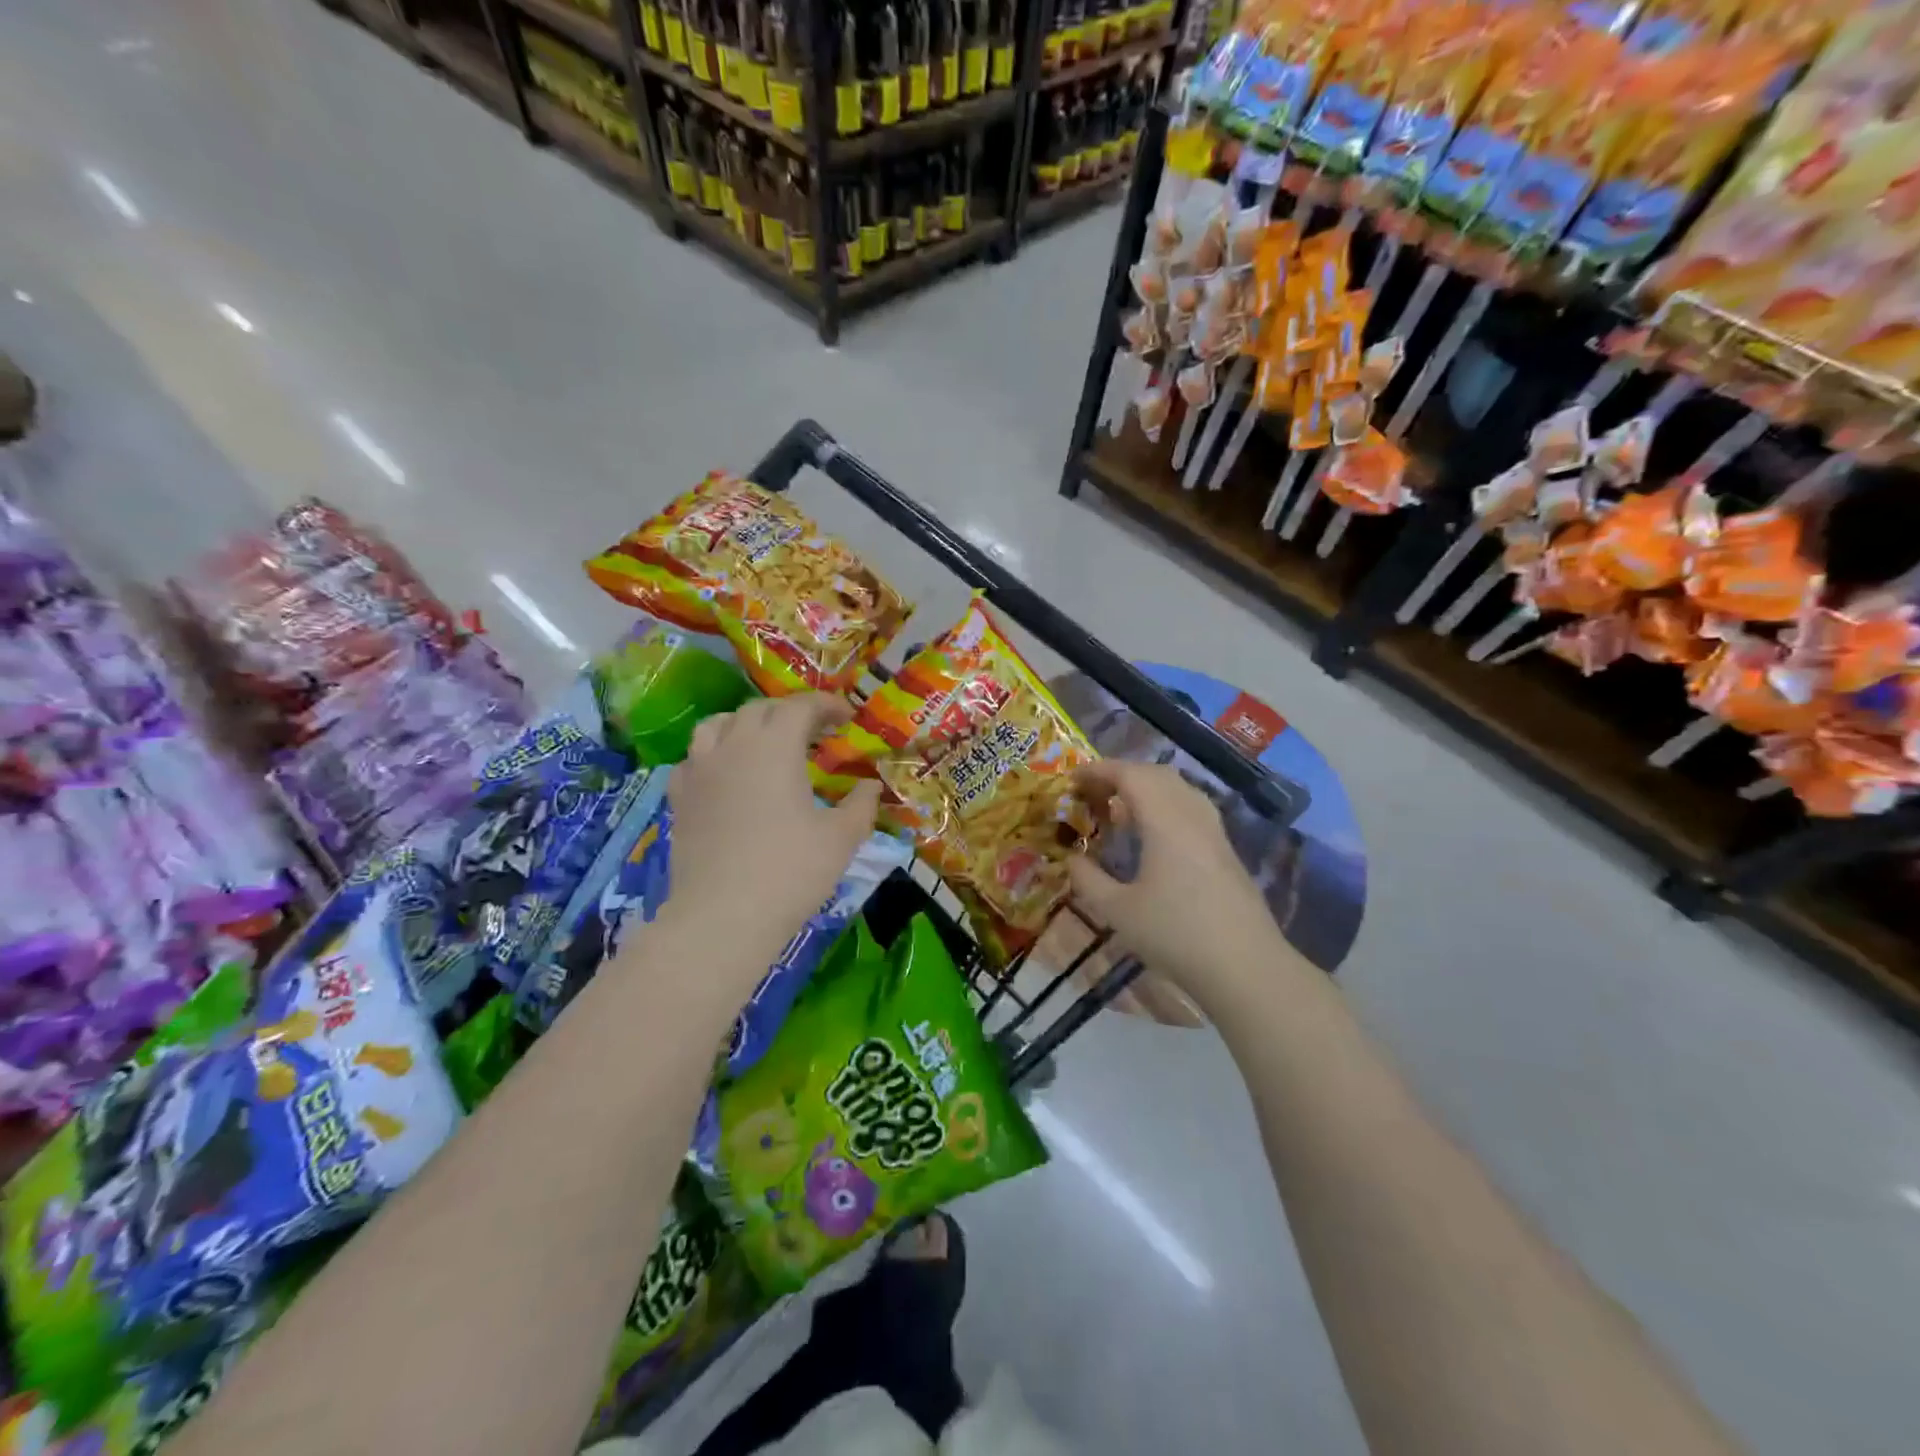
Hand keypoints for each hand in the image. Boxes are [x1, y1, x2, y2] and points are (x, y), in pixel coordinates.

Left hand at [661, 695, 882, 981]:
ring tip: (763, 743)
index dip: (826, 705)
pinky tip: (725, 775)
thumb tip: (871, 786)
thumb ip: (860, 805)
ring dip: (746, 725)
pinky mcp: (679, 798)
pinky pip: (693, 759)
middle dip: (789, 713)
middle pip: (759, 710)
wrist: (723, 916)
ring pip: (717, 725)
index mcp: (775, 746)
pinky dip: (714, 754)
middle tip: (813, 733)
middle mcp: (733, 745)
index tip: (846, 718)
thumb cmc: (791, 871)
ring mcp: (700, 770)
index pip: (800, 707)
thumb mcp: (841, 838)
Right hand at [1067, 761, 1288, 1006]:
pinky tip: (1152, 836)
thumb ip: (1088, 880)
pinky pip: (1191, 807)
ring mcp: (1214, 832)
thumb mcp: (1118, 911)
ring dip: (1146, 788)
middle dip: (1121, 775)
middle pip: (1156, 774)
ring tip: (1118, 811)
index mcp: (1165, 820)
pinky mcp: (1225, 850)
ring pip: (1178, 789)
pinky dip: (1164, 805)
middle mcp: (1192, 815)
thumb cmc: (1176, 935)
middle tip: (1092, 793)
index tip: (1072, 780)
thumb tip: (1072, 859)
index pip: (1130, 775)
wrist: (1246, 967)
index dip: (1099, 770)